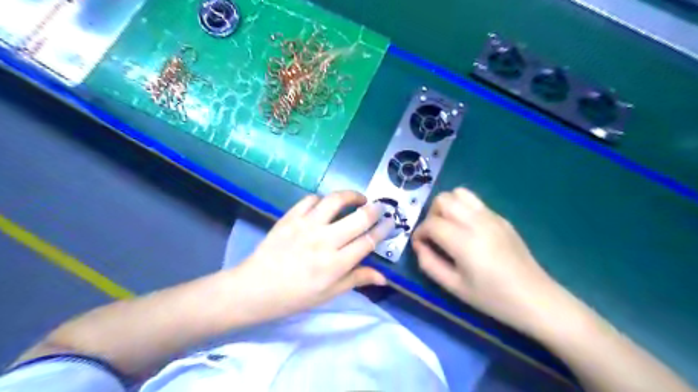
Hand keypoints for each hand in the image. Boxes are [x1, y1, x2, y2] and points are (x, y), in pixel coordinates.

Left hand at [232, 190, 391, 321]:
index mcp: (336, 264)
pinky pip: (310, 200)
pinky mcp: (290, 217)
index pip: (368, 241)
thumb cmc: (294, 296)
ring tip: (357, 198)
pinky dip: (321, 199)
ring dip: (351, 195)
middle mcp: (325, 241)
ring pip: (335, 201)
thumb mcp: (328, 294)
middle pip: (359, 218)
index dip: (384, 229)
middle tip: (380, 206)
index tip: (391, 222)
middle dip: (375, 209)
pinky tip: (325, 204)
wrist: (255, 288)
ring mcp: (306, 226)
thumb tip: (384, 277)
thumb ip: (356, 280)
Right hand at [410, 187, 560, 330]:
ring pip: (459, 193)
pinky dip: (463, 209)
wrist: (535, 298)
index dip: (419, 232)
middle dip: (432, 214)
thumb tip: (418, 245)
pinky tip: (468, 230)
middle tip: (434, 235)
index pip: (431, 223)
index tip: (420, 244)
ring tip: (449, 226)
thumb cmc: (492, 298)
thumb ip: (429, 264)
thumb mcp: (454, 287)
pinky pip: (475, 202)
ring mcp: (491, 217)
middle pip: (443, 200)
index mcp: (464, 241)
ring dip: (447, 206)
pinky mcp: (501, 218)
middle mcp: (477, 222)